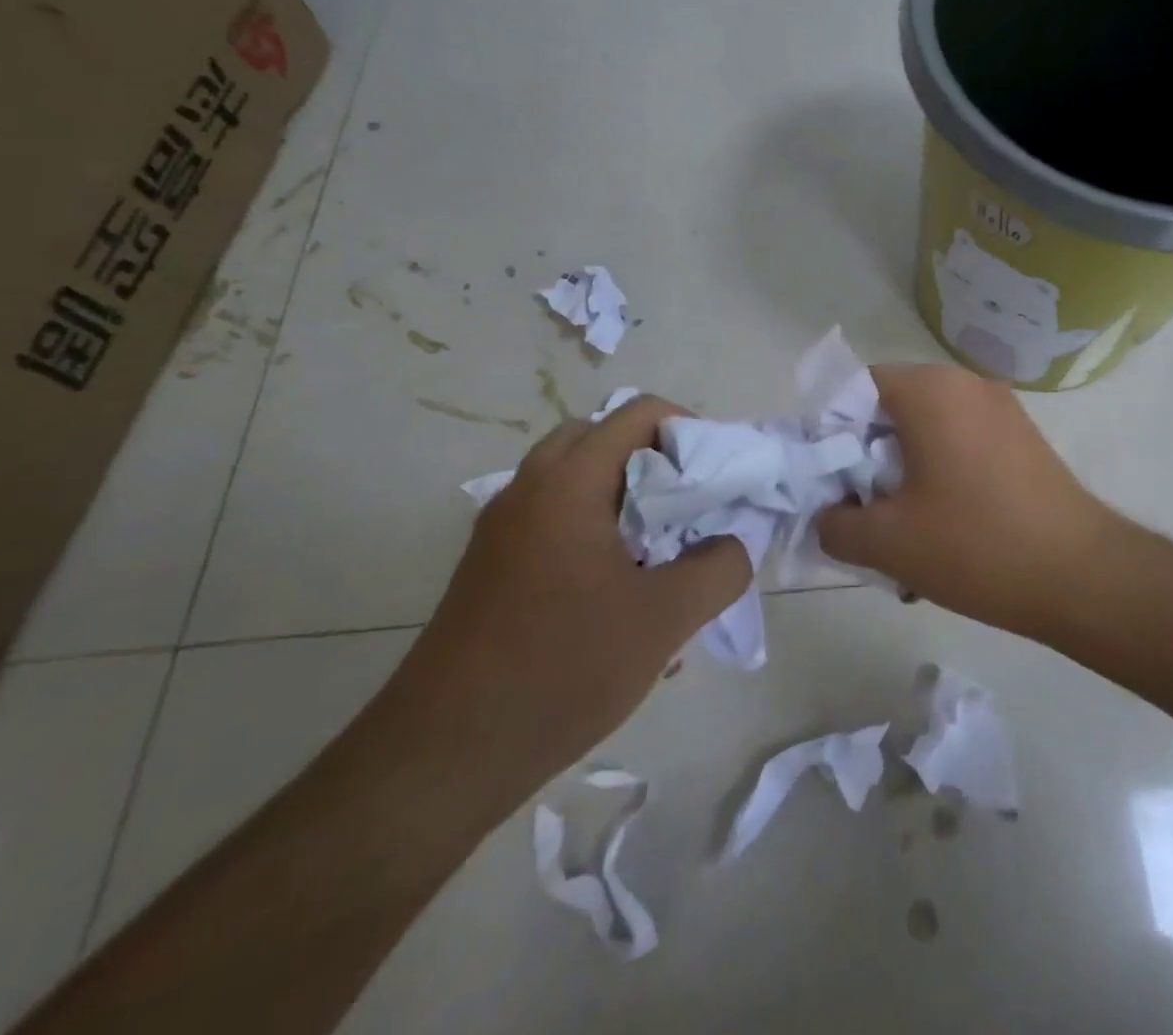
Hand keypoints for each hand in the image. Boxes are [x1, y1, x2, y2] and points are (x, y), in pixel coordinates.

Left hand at [392, 396, 750, 796]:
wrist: (440, 759)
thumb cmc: (561, 670)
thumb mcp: (665, 618)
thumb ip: (720, 567)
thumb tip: (732, 544)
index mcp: (567, 483)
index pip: (638, 413)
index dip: (688, 431)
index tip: (715, 479)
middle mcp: (528, 490)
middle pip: (602, 438)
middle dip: (655, 460)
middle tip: (688, 506)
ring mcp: (501, 530)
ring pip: (576, 480)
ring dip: (624, 496)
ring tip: (659, 549)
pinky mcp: (490, 568)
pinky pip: (554, 520)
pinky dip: (595, 529)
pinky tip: (618, 592)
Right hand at [816, 364, 1118, 633]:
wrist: (1081, 574)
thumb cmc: (975, 545)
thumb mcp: (888, 543)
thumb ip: (835, 524)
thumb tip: (827, 515)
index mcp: (929, 390)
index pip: (856, 387)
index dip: (832, 431)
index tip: (829, 481)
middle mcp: (966, 384)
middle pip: (893, 409)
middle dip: (868, 459)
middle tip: (862, 512)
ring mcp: (1001, 408)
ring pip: (928, 431)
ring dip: (905, 474)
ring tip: (903, 533)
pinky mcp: (1022, 438)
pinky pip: (962, 443)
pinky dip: (941, 475)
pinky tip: (943, 530)